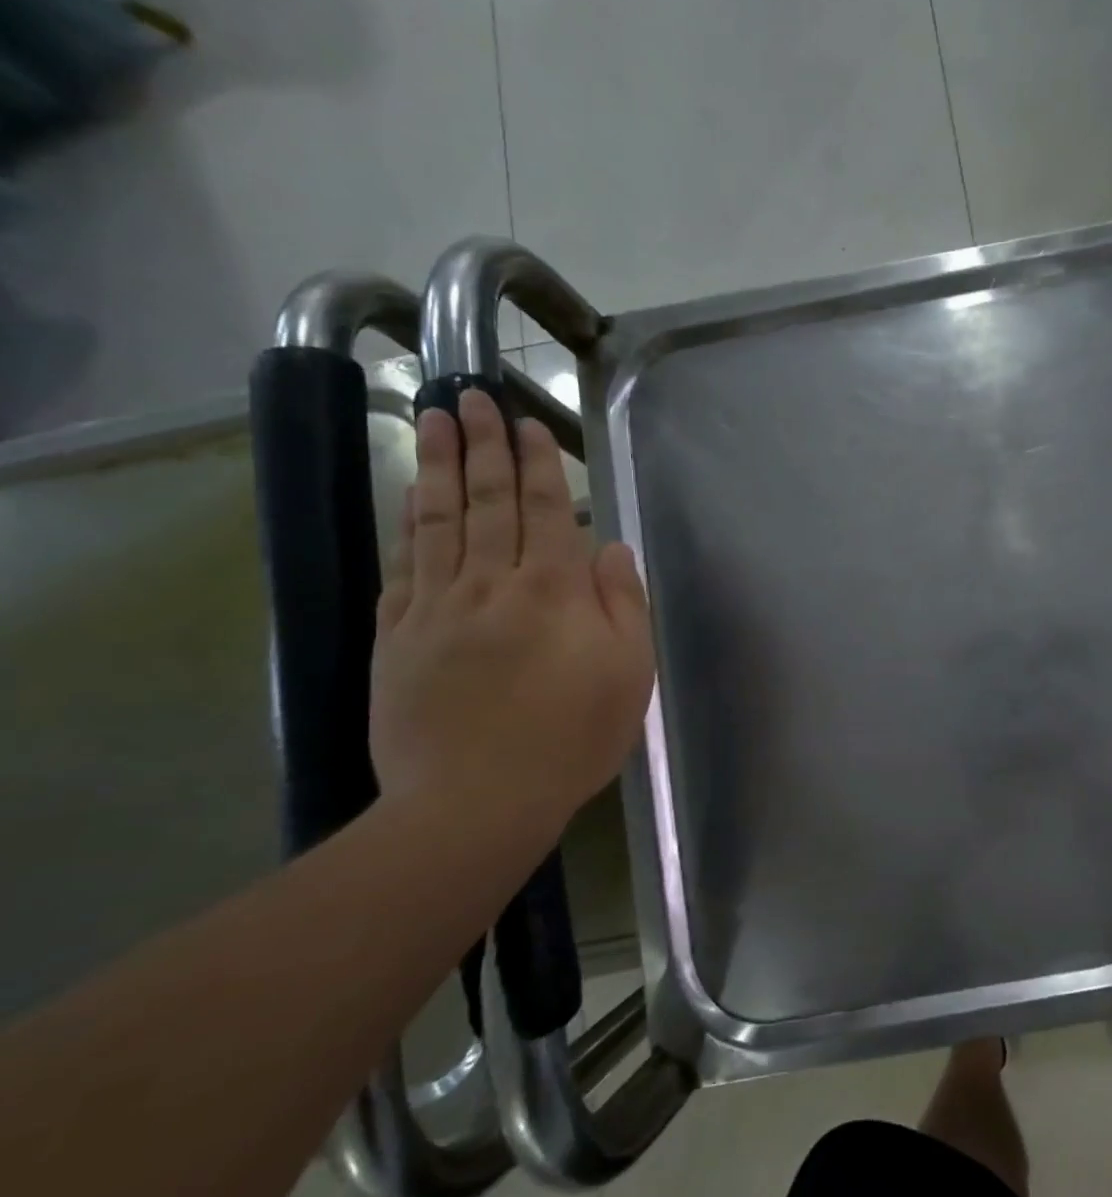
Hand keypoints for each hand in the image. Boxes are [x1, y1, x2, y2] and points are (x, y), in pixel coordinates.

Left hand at [371, 389, 654, 843]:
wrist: (477, 800)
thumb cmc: (573, 737)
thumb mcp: (629, 673)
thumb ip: (624, 604)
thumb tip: (611, 547)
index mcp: (554, 593)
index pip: (544, 512)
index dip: (536, 464)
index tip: (525, 423)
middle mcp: (492, 585)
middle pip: (487, 503)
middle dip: (481, 446)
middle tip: (469, 396)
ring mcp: (437, 608)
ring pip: (438, 523)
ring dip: (438, 467)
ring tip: (433, 421)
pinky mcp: (397, 637)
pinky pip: (402, 567)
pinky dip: (406, 525)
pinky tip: (409, 498)